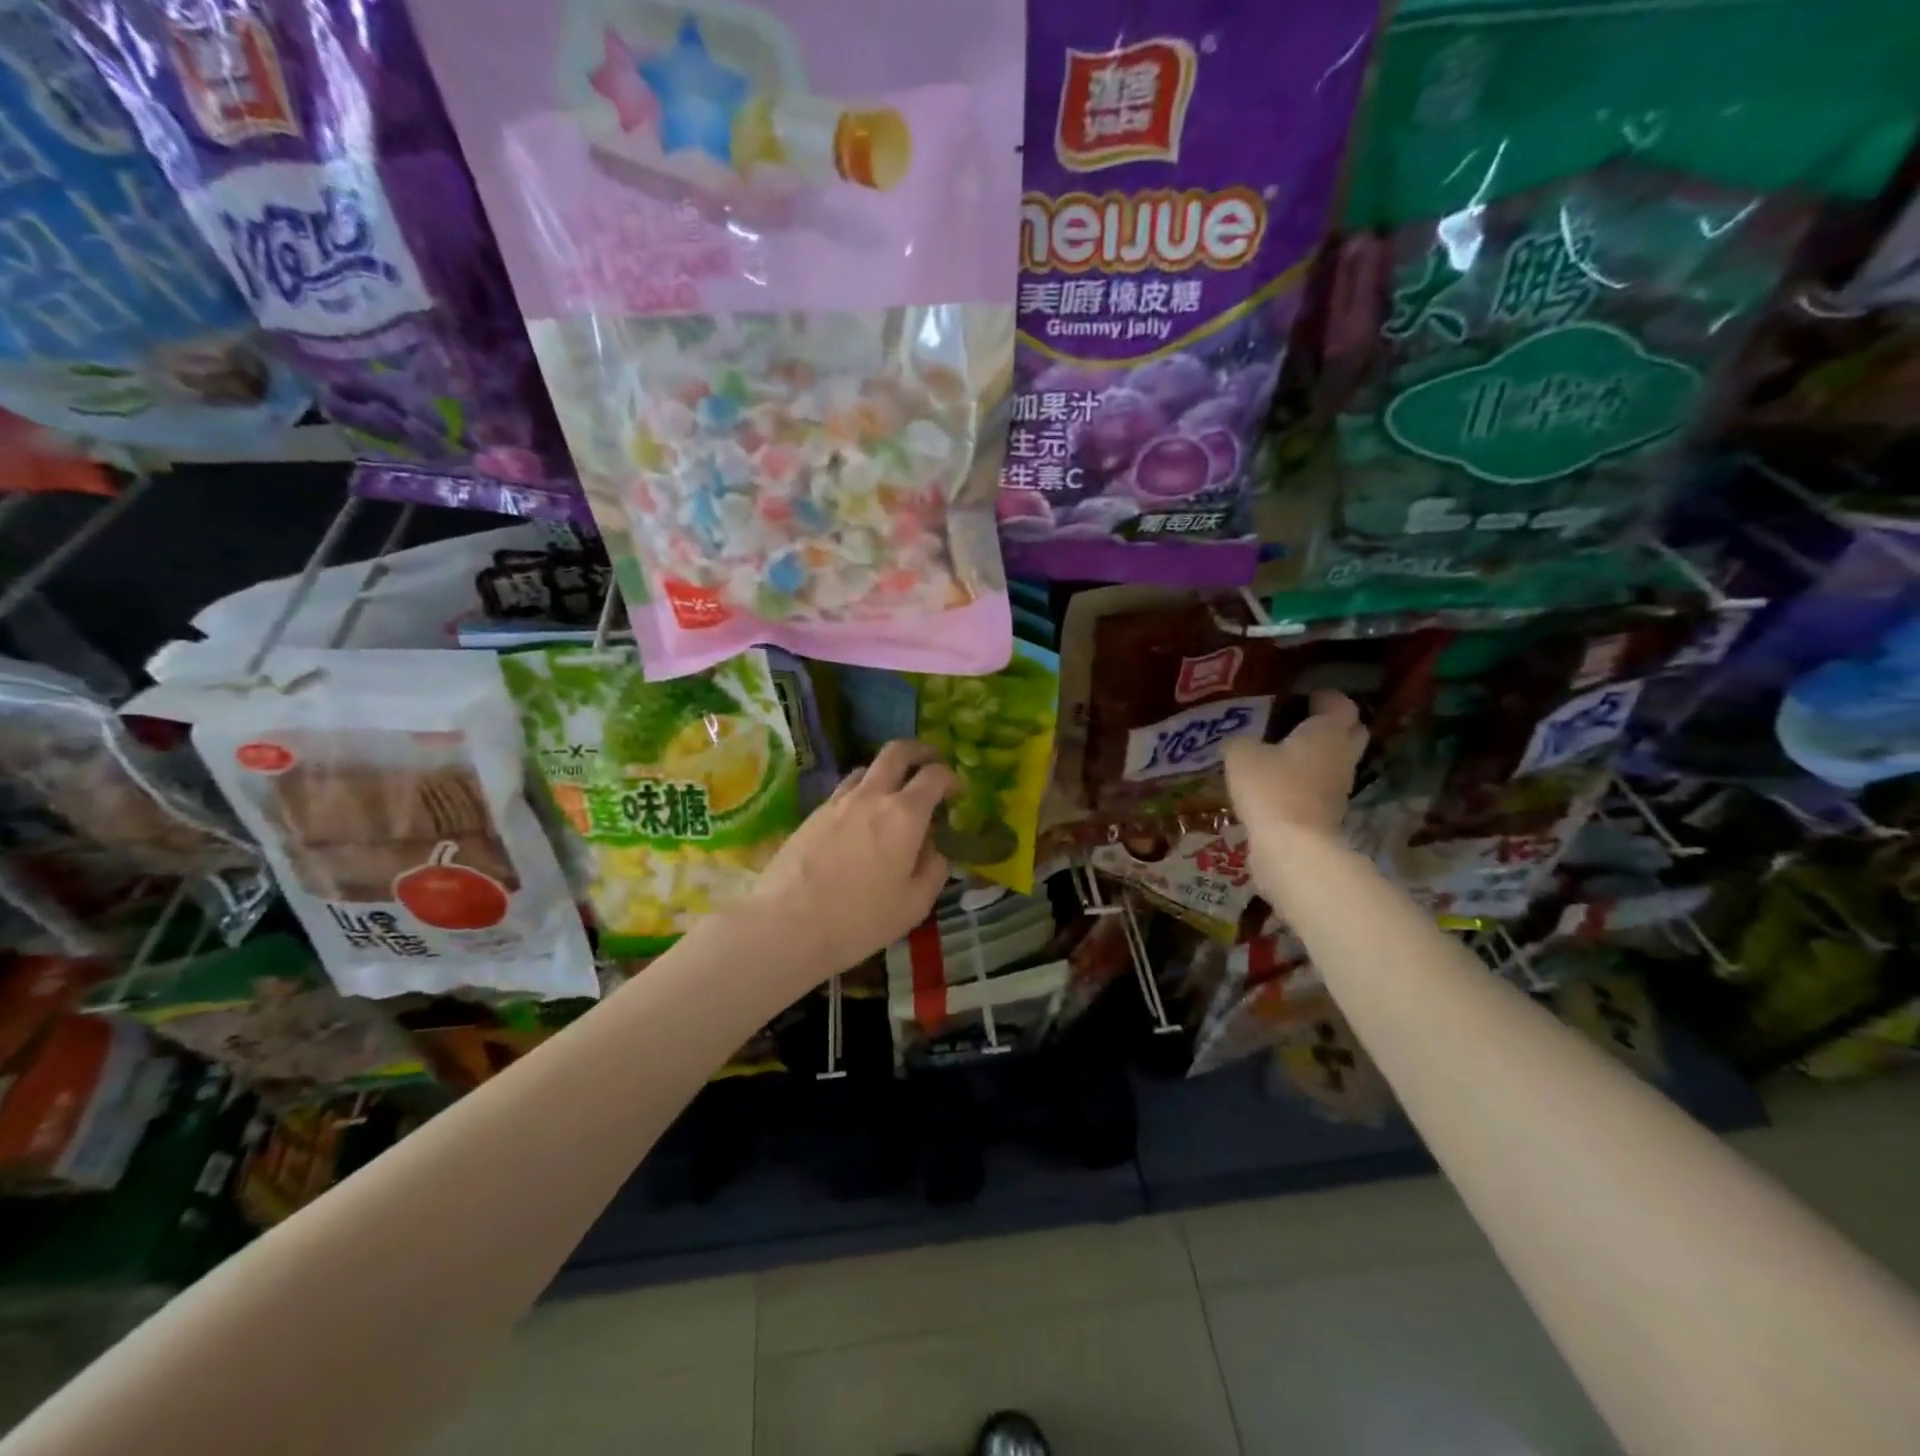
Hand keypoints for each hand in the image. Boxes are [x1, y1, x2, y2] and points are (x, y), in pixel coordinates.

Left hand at [745, 739, 957, 980]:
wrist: (785, 924)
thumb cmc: (859, 919)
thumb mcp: (914, 904)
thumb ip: (934, 869)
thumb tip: (933, 848)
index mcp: (904, 814)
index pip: (935, 775)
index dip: (951, 778)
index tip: (957, 793)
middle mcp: (872, 795)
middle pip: (898, 752)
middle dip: (920, 751)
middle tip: (931, 763)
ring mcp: (838, 801)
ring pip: (867, 768)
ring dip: (887, 772)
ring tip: (894, 795)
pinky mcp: (812, 813)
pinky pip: (845, 790)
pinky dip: (862, 792)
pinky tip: (861, 820)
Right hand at [1224, 690, 1367, 846]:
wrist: (1292, 846)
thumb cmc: (1271, 788)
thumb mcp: (1241, 755)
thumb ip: (1240, 742)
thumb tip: (1238, 743)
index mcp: (1326, 731)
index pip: (1340, 704)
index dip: (1325, 697)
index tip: (1305, 696)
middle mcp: (1341, 755)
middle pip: (1351, 731)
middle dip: (1333, 724)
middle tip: (1303, 721)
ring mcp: (1340, 786)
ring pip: (1336, 760)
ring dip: (1319, 755)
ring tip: (1285, 753)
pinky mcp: (1330, 812)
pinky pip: (1322, 786)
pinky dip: (1307, 781)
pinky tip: (1280, 783)